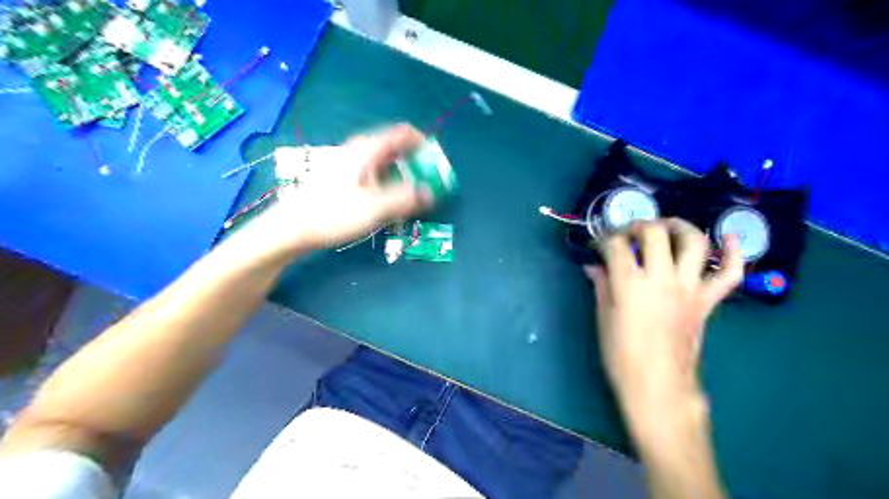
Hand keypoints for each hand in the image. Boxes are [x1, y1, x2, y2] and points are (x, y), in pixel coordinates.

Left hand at [241, 123, 435, 256]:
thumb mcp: (374, 208)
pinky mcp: (342, 178)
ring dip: (401, 175)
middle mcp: (358, 151)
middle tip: (425, 183)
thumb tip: (430, 193)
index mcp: (367, 150)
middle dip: (414, 163)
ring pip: (384, 162)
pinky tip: (386, 203)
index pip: (402, 133)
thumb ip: (405, 199)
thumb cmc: (332, 214)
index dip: (423, 143)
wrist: (292, 227)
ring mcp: (348, 164)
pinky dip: (387, 182)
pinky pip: (374, 173)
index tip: (434, 163)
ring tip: (409, 197)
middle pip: (394, 148)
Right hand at [589, 220, 744, 417]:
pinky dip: (735, 252)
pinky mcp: (707, 301)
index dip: (604, 239)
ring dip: (680, 226)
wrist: (658, 386)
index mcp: (630, 285)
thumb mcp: (603, 318)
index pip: (616, 246)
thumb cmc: (622, 356)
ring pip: (694, 242)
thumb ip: (601, 286)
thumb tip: (593, 266)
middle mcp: (662, 279)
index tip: (598, 244)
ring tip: (666, 227)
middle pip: (655, 233)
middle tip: (629, 233)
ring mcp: (689, 289)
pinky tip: (728, 238)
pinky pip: (730, 274)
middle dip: (639, 225)